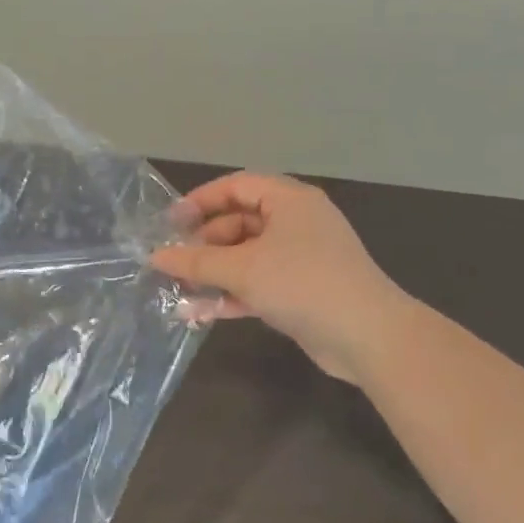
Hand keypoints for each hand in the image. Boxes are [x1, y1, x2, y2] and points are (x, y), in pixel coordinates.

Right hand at [151, 173, 408, 385]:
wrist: (368, 336)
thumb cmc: (303, 284)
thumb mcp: (243, 269)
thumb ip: (197, 262)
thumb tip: (156, 256)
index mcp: (289, 200)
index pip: (237, 186)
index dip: (201, 200)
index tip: (170, 223)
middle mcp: (297, 222)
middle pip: (240, 222)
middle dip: (205, 243)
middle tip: (174, 262)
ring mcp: (301, 258)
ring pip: (247, 256)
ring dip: (214, 272)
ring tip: (179, 289)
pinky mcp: (302, 290)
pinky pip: (259, 283)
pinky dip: (232, 294)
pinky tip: (200, 313)